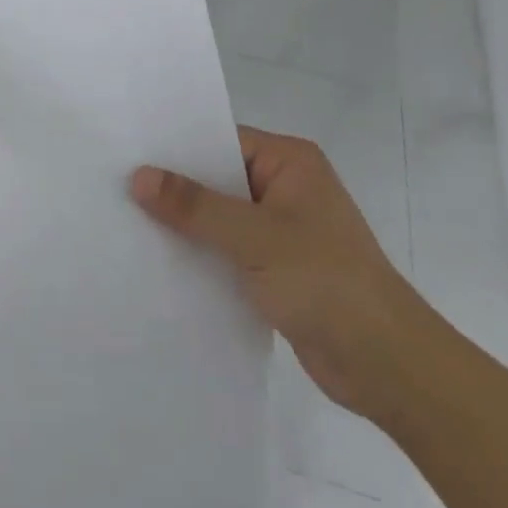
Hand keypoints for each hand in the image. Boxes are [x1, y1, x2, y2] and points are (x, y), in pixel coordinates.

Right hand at [131, 126, 431, 422]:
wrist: (390, 368)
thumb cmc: (327, 282)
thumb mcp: (255, 237)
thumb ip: (196, 206)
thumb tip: (138, 176)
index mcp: (290, 162)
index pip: (221, 140)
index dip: (177, 147)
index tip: (128, 151)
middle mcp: (285, 188)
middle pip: (218, 178)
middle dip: (176, 188)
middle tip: (117, 186)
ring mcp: (282, 230)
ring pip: (221, 218)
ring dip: (186, 226)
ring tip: (127, 222)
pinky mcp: (278, 270)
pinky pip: (228, 251)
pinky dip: (202, 256)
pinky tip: (161, 263)